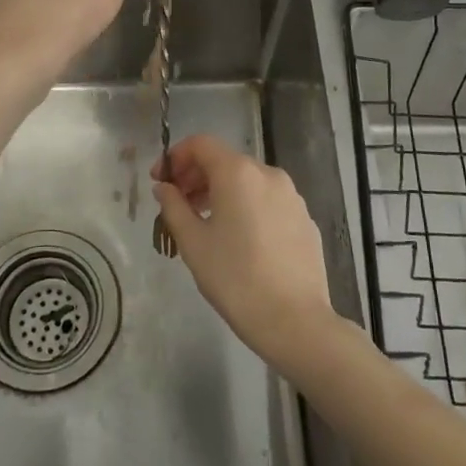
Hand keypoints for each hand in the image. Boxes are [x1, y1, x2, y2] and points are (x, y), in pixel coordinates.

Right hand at [152, 135, 339, 369]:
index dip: (175, 157)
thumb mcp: (193, 243)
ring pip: (248, 182)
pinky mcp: (305, 219)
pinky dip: (246, 207)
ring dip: (221, 192)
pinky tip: (239, 239)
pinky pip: (267, 201)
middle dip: (196, 176)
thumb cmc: (235, 278)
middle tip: (177, 203)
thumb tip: (164, 188)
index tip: (161, 181)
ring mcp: (292, 196)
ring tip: (204, 223)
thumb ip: (173, 207)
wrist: (294, 321)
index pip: (201, 144)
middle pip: (225, 161)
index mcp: (238, 173)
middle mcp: (268, 174)